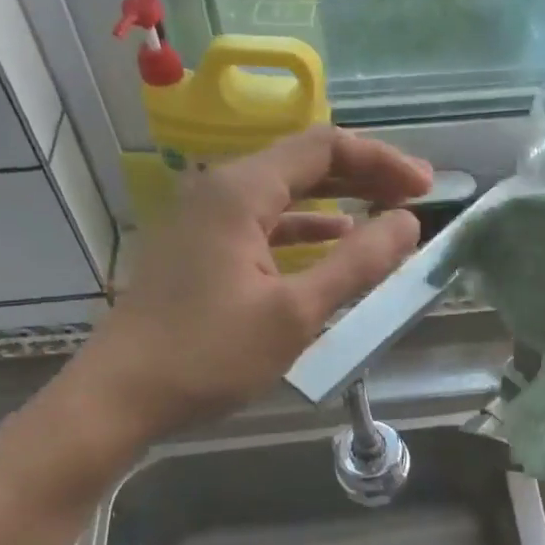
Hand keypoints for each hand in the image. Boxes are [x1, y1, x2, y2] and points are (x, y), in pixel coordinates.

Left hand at [11, 127, 429, 498]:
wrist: (119, 397)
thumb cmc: (209, 355)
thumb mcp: (295, 313)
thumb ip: (358, 264)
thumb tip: (408, 223)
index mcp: (241, 191)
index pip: (325, 147)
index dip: (382, 161)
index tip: (426, 189)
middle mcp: (219, 190)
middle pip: (303, 163)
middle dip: (363, 175)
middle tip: (413, 198)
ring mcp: (203, 219)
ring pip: (283, 193)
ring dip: (336, 201)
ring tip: (383, 217)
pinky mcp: (199, 249)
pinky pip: (262, 223)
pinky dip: (303, 229)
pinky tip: (331, 244)